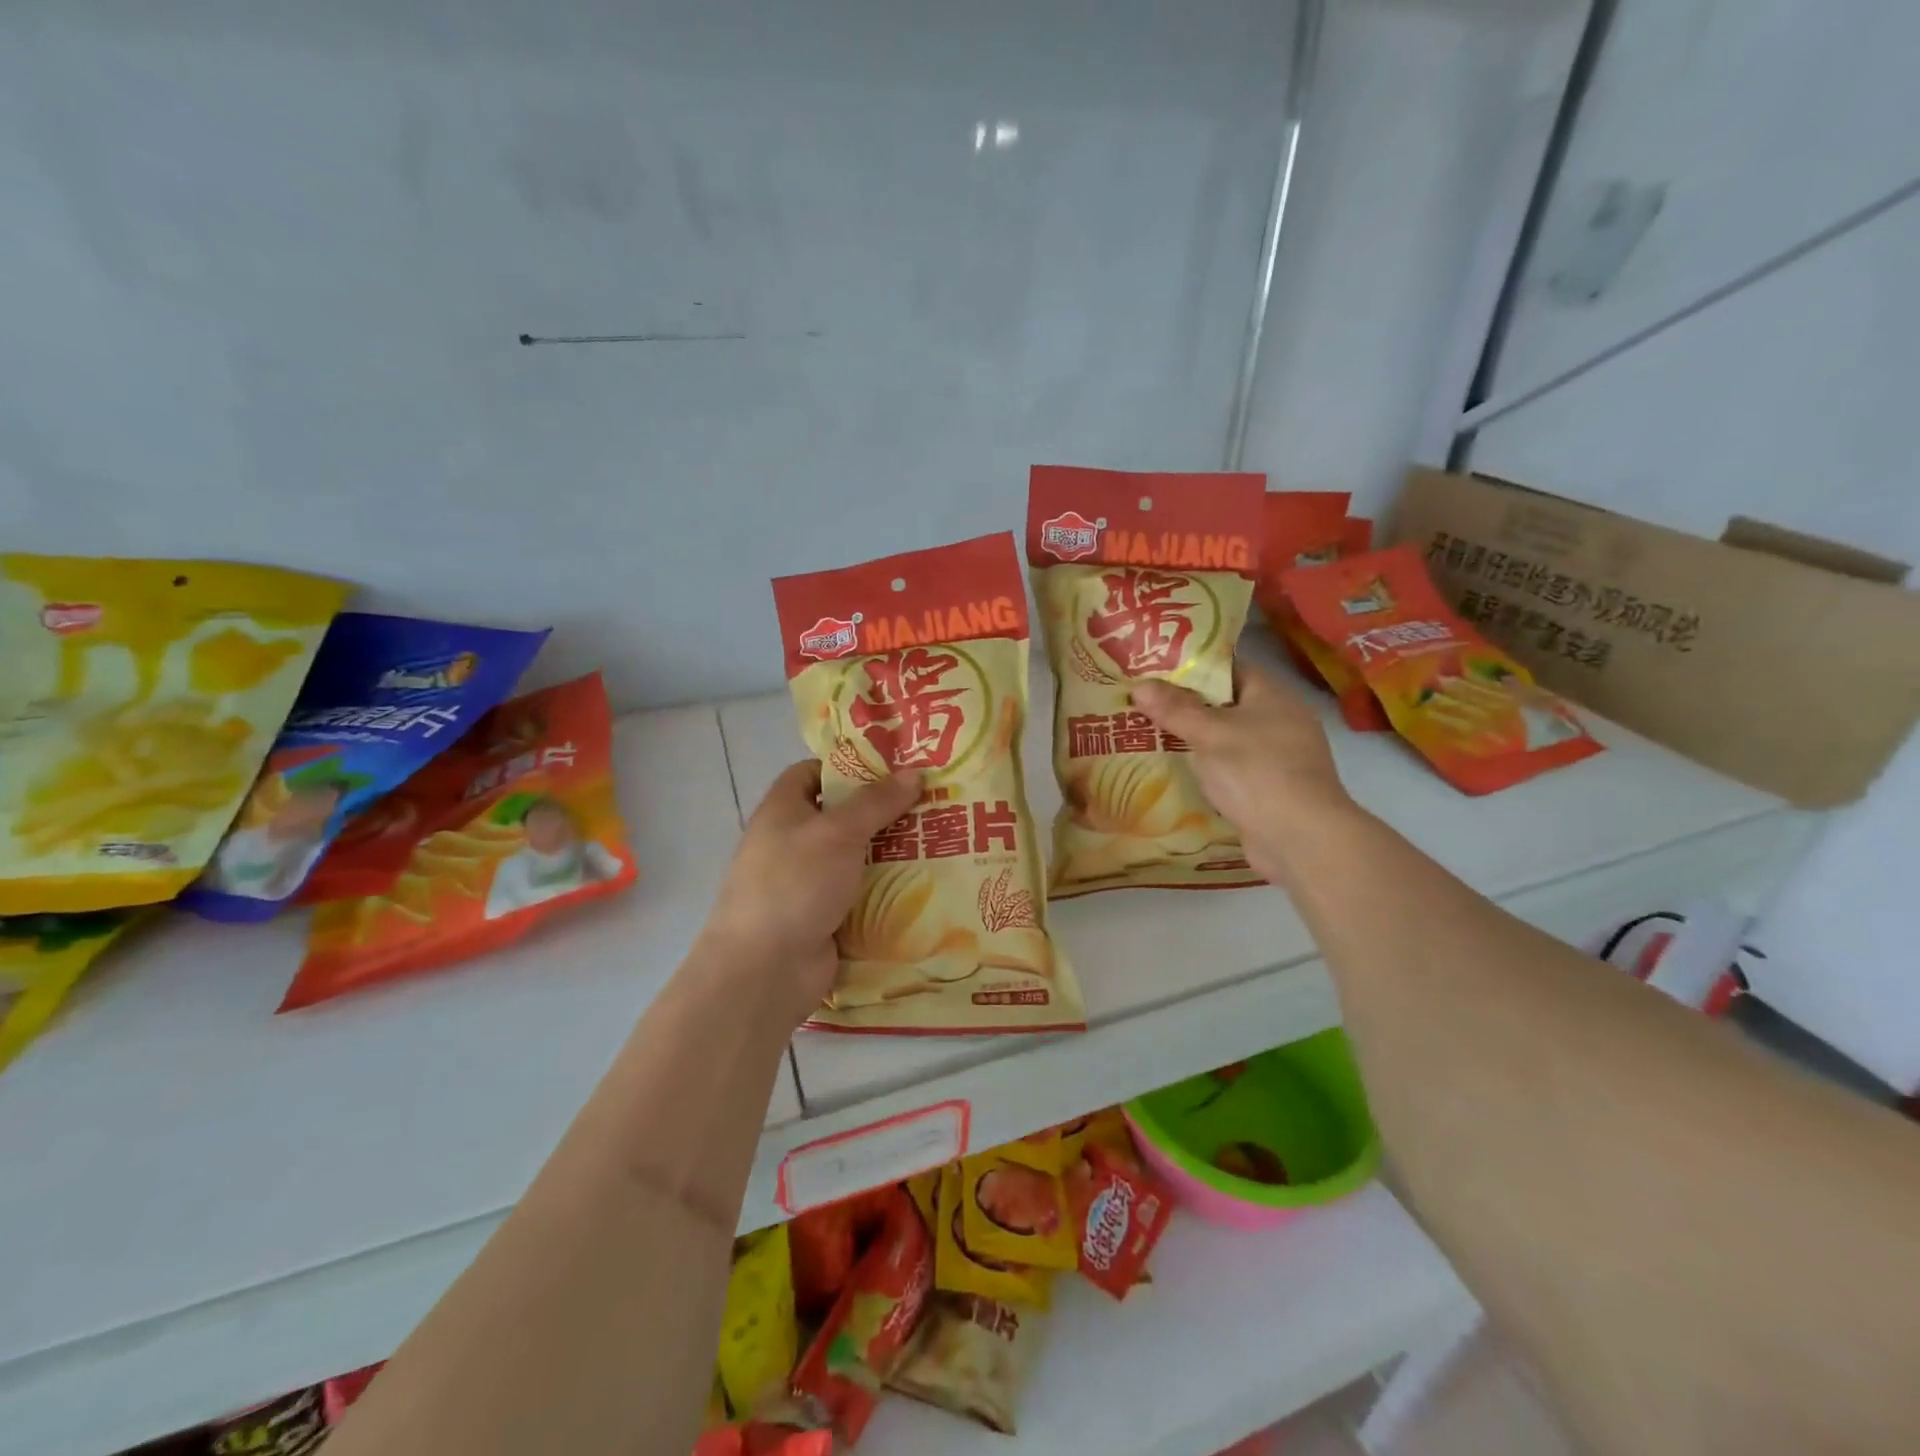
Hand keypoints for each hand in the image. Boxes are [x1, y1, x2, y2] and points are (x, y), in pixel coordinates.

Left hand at [698, 761, 920, 1027]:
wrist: (765, 969)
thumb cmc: (795, 884)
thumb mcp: (838, 832)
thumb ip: (876, 802)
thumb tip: (913, 772)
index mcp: (783, 810)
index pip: (813, 772)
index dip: (848, 766)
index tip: (894, 768)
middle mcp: (793, 842)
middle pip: (842, 816)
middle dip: (883, 811)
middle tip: (932, 802)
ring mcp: (809, 883)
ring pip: (857, 858)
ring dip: (892, 852)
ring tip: (941, 839)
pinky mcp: (826, 917)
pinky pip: (862, 894)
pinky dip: (888, 890)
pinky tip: (928, 883)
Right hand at [1132, 664, 1354, 884]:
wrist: (1300, 838)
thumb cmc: (1255, 772)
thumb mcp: (1209, 734)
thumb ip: (1174, 709)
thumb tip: (1140, 685)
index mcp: (1272, 695)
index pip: (1229, 669)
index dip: (1192, 669)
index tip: (1154, 674)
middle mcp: (1280, 721)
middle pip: (1226, 705)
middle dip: (1186, 707)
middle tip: (1143, 707)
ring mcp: (1278, 758)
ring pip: (1227, 740)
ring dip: (1194, 742)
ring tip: (1150, 738)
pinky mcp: (1271, 790)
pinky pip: (1232, 770)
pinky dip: (1207, 771)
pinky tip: (1176, 775)